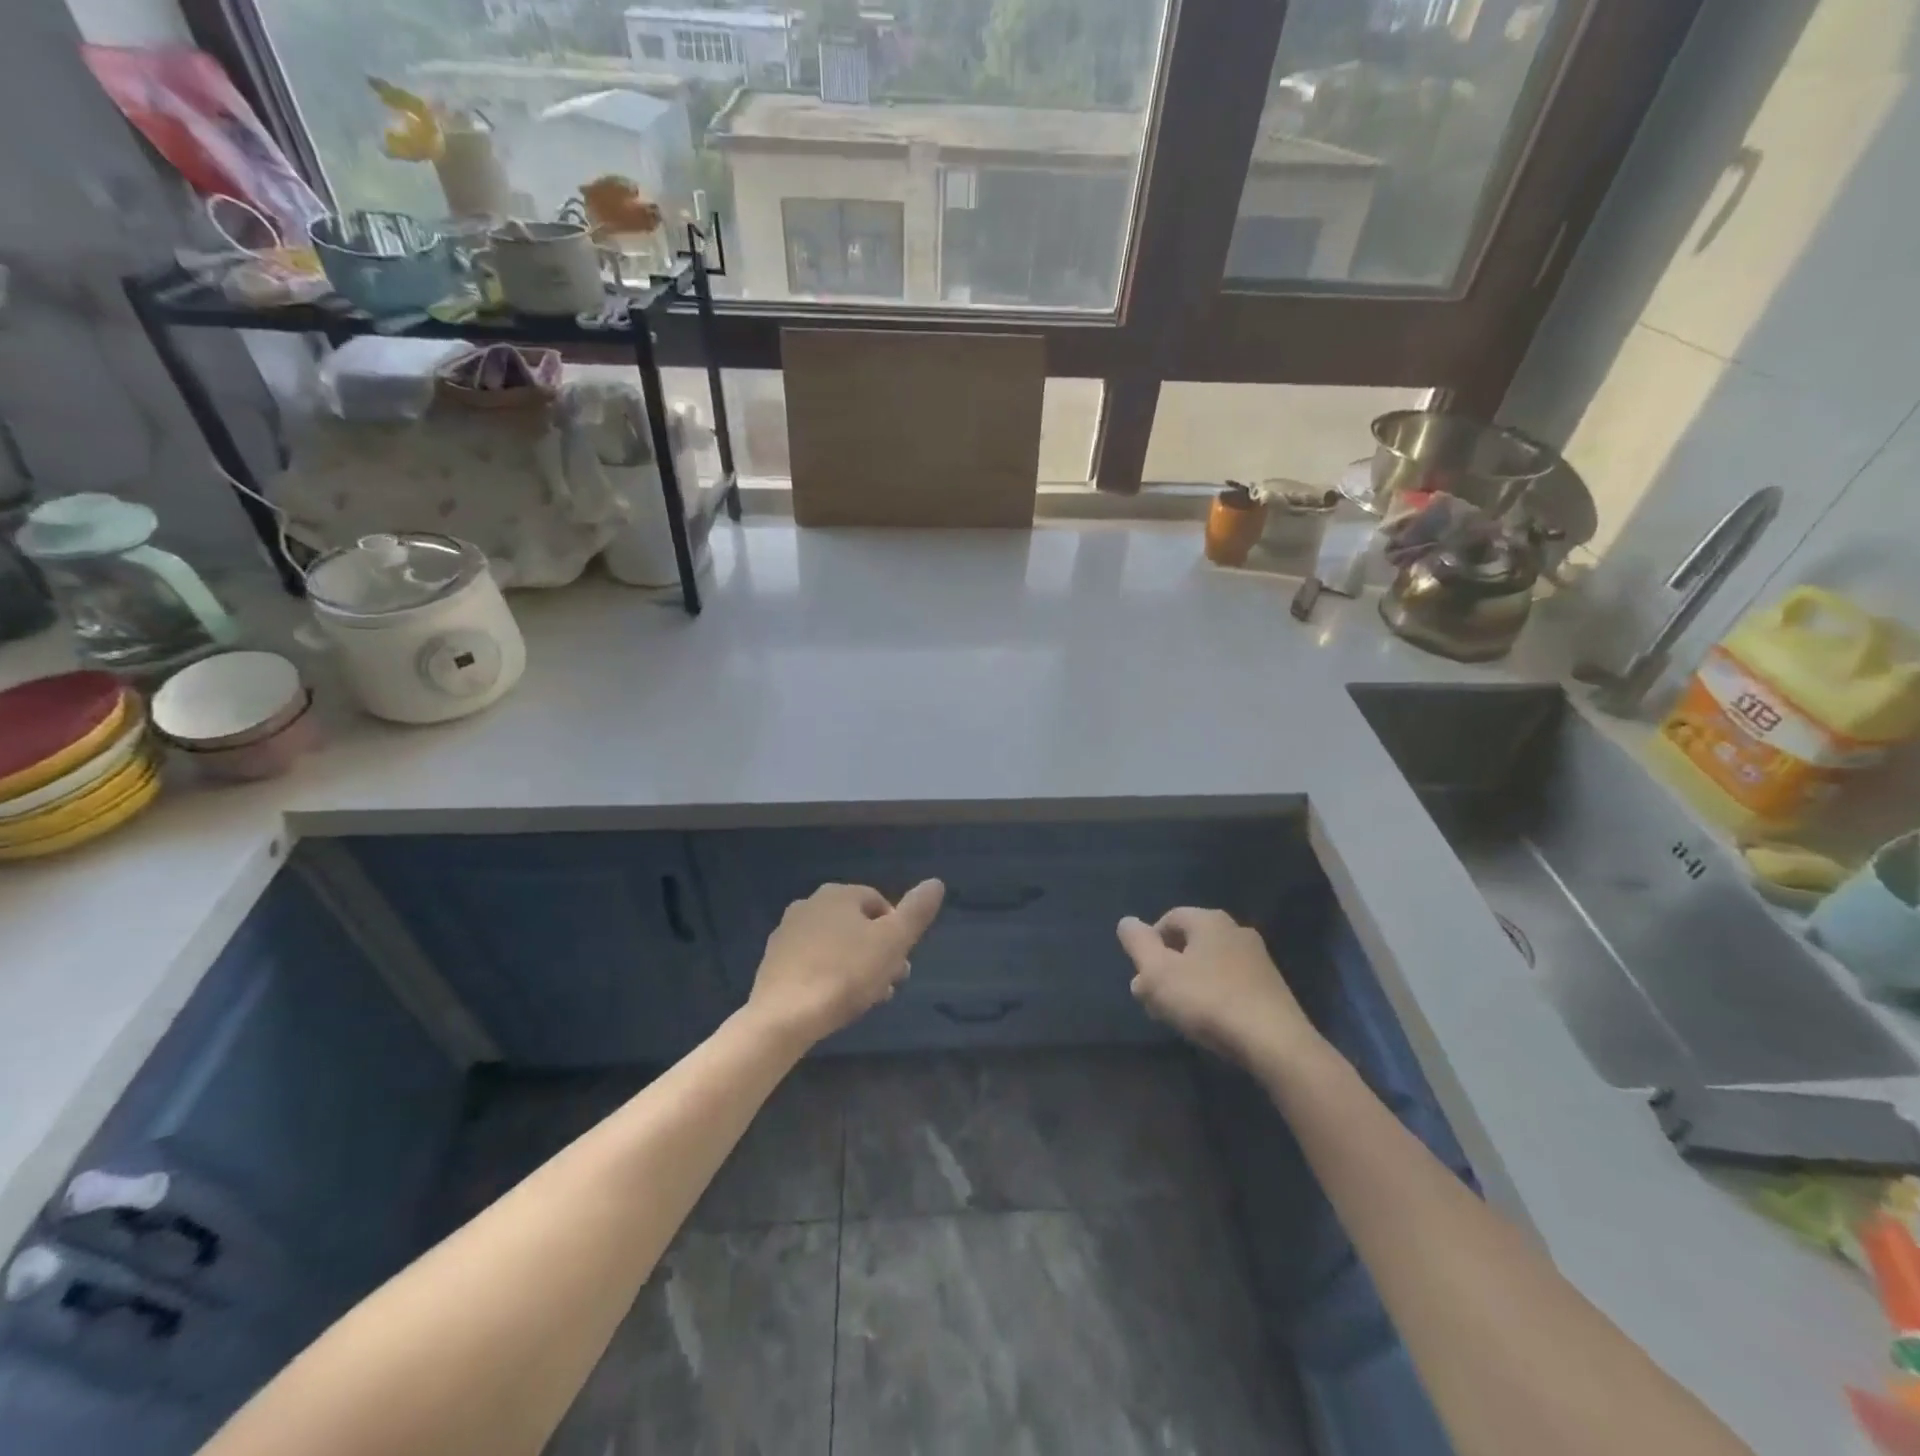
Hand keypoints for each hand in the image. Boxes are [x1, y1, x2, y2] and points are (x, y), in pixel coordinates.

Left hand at [749, 880, 945, 1046]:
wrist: (784, 1016)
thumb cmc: (845, 974)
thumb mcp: (893, 942)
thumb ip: (916, 912)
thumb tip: (935, 882)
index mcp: (838, 894)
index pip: (880, 903)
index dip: (896, 932)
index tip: (902, 962)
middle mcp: (809, 904)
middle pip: (856, 925)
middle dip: (877, 952)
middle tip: (890, 985)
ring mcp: (787, 933)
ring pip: (835, 945)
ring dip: (856, 966)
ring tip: (867, 998)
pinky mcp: (773, 962)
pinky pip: (812, 962)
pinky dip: (829, 975)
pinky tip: (836, 1002)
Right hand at [1117, 907, 1321, 1067]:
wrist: (1275, 1043)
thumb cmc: (1207, 1000)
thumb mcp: (1157, 972)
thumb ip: (1137, 943)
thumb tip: (1127, 922)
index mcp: (1209, 920)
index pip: (1168, 919)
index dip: (1148, 945)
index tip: (1142, 977)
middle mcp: (1236, 930)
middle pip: (1188, 943)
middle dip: (1165, 969)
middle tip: (1152, 1000)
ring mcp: (1258, 959)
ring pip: (1208, 965)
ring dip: (1187, 985)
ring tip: (1177, 1016)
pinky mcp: (1271, 988)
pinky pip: (1229, 983)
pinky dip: (1212, 997)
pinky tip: (1207, 1022)